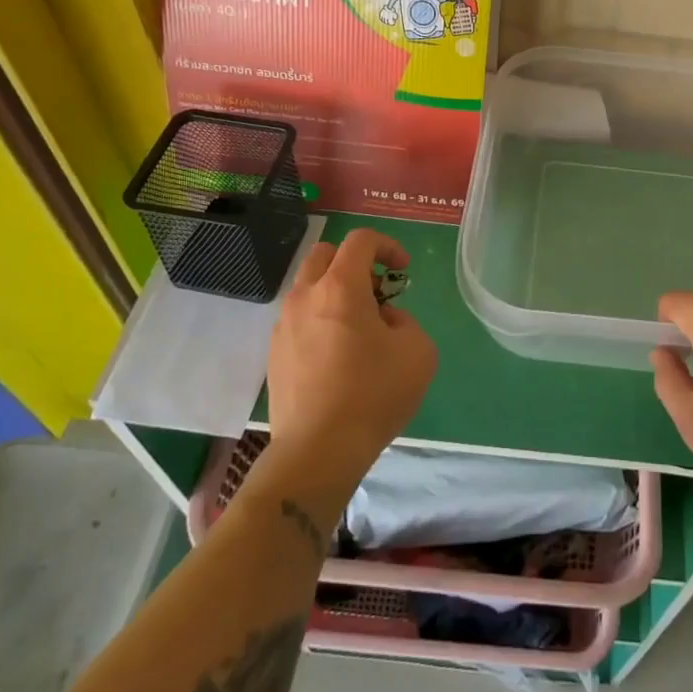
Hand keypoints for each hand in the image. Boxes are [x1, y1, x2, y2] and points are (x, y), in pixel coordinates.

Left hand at [266, 228, 436, 482]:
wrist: (318, 451)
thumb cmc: (374, 393)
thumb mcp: (417, 350)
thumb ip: (404, 320)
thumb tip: (382, 321)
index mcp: (340, 287)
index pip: (360, 240)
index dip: (387, 246)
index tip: (403, 271)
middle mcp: (305, 297)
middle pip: (325, 254)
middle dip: (354, 263)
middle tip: (376, 293)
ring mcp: (283, 325)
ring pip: (308, 287)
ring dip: (335, 293)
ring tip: (358, 329)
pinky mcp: (274, 354)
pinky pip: (299, 319)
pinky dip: (320, 320)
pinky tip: (338, 356)